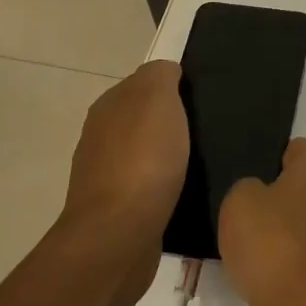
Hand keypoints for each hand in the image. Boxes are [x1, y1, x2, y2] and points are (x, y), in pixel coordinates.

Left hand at [62, 61, 188, 267]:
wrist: (119, 234)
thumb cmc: (143, 160)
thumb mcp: (158, 100)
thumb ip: (161, 76)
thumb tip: (167, 71)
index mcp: (108, 107)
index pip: (142, 83)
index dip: (171, 86)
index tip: (200, 97)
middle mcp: (100, 137)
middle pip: (141, 119)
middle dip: (169, 122)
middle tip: (206, 128)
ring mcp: (105, 176)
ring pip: (144, 153)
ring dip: (166, 155)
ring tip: (200, 160)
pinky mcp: (117, 210)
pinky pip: (147, 186)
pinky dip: (164, 185)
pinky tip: (184, 190)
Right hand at [218, 139, 305, 305]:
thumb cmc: (272, 242)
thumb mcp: (240, 202)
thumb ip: (248, 189)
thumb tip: (260, 195)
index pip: (300, 149)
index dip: (280, 157)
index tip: (260, 173)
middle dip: (302, 190)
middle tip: (266, 206)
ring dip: (299, 228)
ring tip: (259, 244)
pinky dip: (297, 259)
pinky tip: (268, 271)